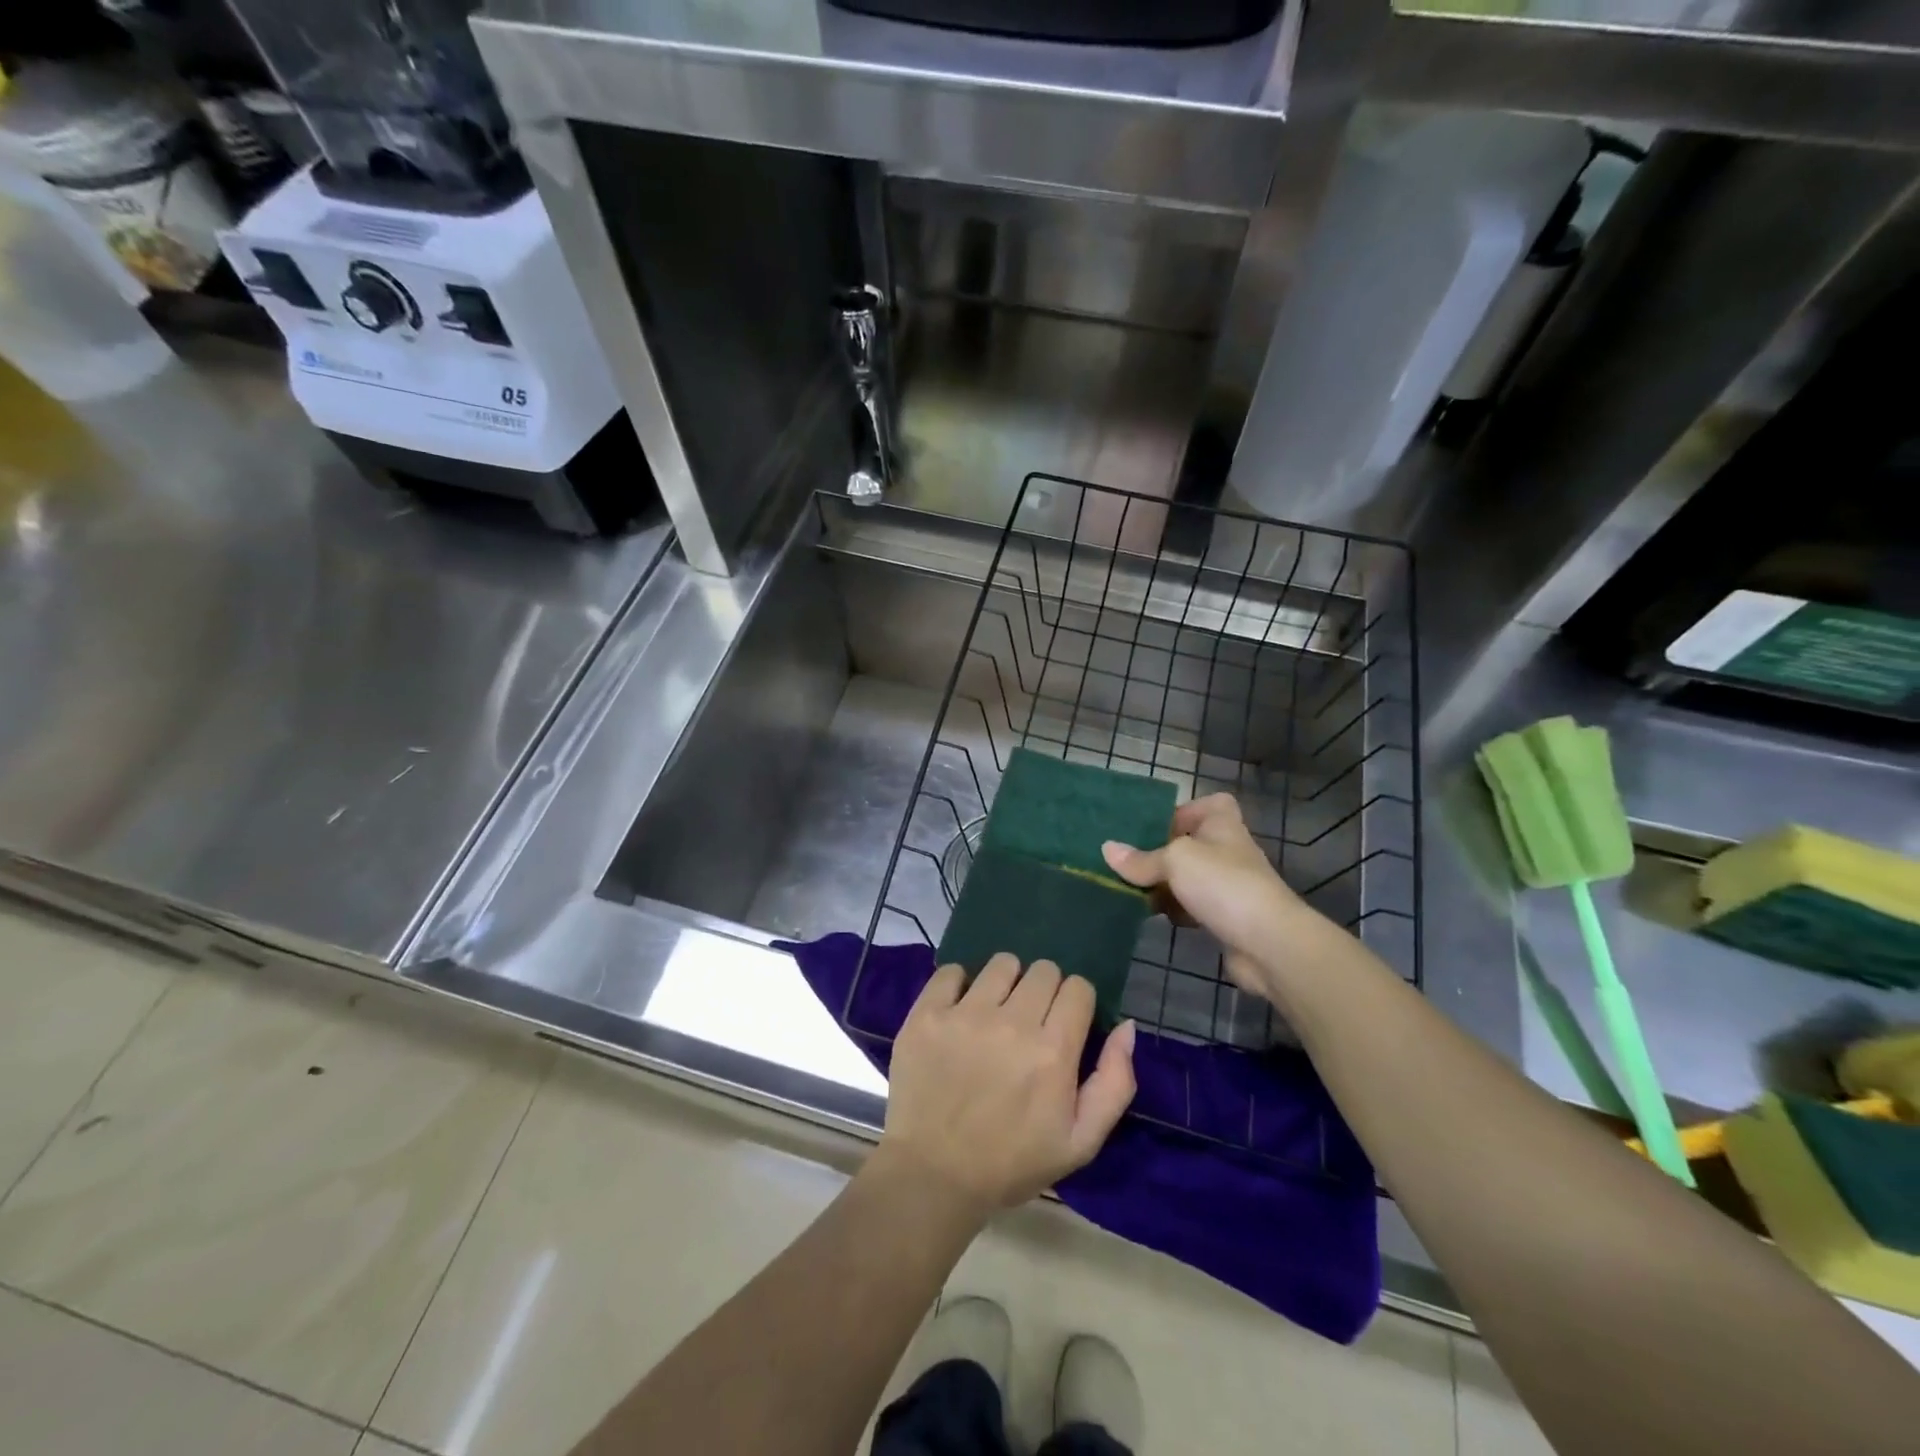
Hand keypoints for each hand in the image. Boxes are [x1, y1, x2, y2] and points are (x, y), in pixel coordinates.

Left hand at [878, 955, 1135, 1215]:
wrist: (933, 1176)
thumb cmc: (1011, 1163)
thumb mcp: (1080, 1141)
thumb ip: (1114, 1082)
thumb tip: (1126, 1026)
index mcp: (1053, 1051)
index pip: (1078, 988)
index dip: (1076, 1004)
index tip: (1064, 1024)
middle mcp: (1011, 1023)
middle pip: (1044, 970)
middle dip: (1044, 991)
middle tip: (1030, 1021)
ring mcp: (965, 1014)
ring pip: (1002, 964)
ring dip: (1006, 982)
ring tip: (995, 1013)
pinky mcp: (927, 1013)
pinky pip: (951, 970)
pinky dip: (959, 985)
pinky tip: (959, 1011)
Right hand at [1101, 793, 1336, 1001]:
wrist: (1267, 942)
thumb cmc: (1222, 884)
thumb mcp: (1175, 860)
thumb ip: (1141, 858)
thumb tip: (1108, 850)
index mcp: (1222, 825)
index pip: (1211, 804)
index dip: (1186, 810)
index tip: (1157, 824)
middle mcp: (1227, 851)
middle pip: (1191, 843)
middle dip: (1161, 852)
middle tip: (1128, 860)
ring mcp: (1228, 886)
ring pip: (1188, 877)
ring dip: (1163, 884)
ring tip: (1129, 888)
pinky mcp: (1225, 918)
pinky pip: (1192, 906)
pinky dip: (1174, 910)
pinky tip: (1153, 916)